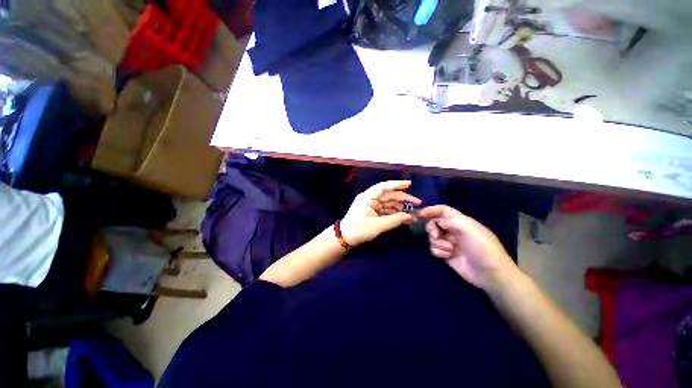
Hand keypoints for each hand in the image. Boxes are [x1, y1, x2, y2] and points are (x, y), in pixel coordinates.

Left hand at [340, 180, 420, 246]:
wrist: (344, 239)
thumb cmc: (359, 229)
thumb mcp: (378, 225)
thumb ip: (395, 220)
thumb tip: (410, 217)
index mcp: (368, 197)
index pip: (383, 186)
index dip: (397, 184)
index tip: (409, 184)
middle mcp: (370, 199)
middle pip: (389, 195)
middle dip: (403, 199)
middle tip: (418, 203)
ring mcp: (371, 206)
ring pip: (389, 203)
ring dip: (401, 207)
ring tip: (414, 213)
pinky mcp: (373, 213)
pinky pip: (386, 210)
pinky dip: (395, 213)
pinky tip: (405, 217)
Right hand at [419, 205, 517, 290]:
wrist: (491, 275)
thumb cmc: (483, 248)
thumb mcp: (469, 229)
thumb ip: (450, 221)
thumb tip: (437, 222)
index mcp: (460, 221)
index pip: (443, 210)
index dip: (431, 210)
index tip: (420, 214)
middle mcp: (453, 230)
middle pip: (434, 223)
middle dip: (432, 229)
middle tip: (436, 235)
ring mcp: (450, 243)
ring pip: (433, 237)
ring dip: (438, 243)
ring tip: (451, 250)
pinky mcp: (447, 255)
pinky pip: (434, 249)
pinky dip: (439, 252)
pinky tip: (449, 256)